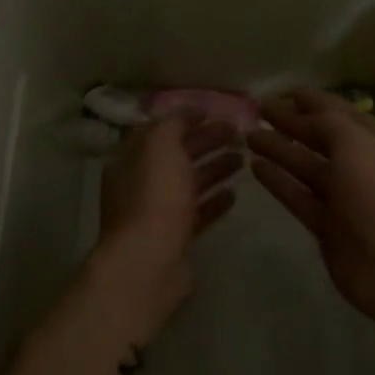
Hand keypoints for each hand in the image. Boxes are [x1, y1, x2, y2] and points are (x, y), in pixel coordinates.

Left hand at [89, 117, 239, 341]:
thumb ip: (175, 123)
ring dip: (214, 168)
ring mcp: (157, 213)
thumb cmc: (154, 198)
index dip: (187, 119)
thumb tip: (189, 110)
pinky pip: (197, 213)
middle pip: (177, 155)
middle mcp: (140, 184)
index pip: (160, 131)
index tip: (218, 112)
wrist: (149, 263)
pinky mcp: (175, 239)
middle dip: (206, 141)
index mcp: (131, 159)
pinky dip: (214, 201)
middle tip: (238, 133)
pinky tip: (235, 194)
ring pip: (189, 183)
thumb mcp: (162, 147)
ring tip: (243, 158)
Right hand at [250, 90, 374, 340]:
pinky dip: (278, 181)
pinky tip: (255, 167)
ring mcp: (343, 198)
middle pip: (320, 139)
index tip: (282, 92)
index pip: (340, 113)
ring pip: (306, 167)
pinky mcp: (327, 227)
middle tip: (256, 112)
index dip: (312, 101)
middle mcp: (361, 166)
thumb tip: (303, 114)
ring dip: (279, 150)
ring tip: (247, 136)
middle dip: (290, 123)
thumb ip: (328, 123)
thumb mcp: (357, 144)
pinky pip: (298, 197)